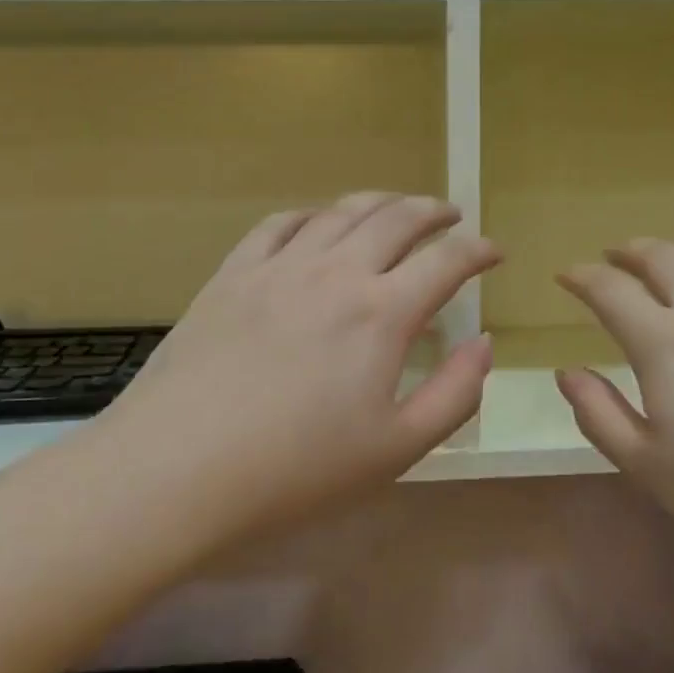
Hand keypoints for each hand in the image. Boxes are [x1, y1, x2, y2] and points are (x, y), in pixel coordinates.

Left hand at [103, 193, 498, 544]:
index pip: (447, 262)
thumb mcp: (396, 449)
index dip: (478, 250)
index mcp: (382, 313)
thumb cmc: (296, 470)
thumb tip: (484, 343)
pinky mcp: (233, 273)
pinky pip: (278, 224)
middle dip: (434, 212)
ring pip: (340, 211)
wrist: (178, 469)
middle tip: (451, 216)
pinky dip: (310, 214)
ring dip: (380, 202)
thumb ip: (455, 394)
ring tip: (396, 206)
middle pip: (396, 219)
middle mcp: (336, 272)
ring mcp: (280, 266)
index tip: (495, 250)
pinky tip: (317, 221)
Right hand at [556, 239, 673, 581]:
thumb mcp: (648, 468)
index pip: (611, 290)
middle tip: (616, 255)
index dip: (583, 277)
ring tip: (672, 254)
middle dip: (632, 250)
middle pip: (665, 257)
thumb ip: (598, 415)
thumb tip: (567, 372)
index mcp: (665, 343)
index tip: (567, 275)